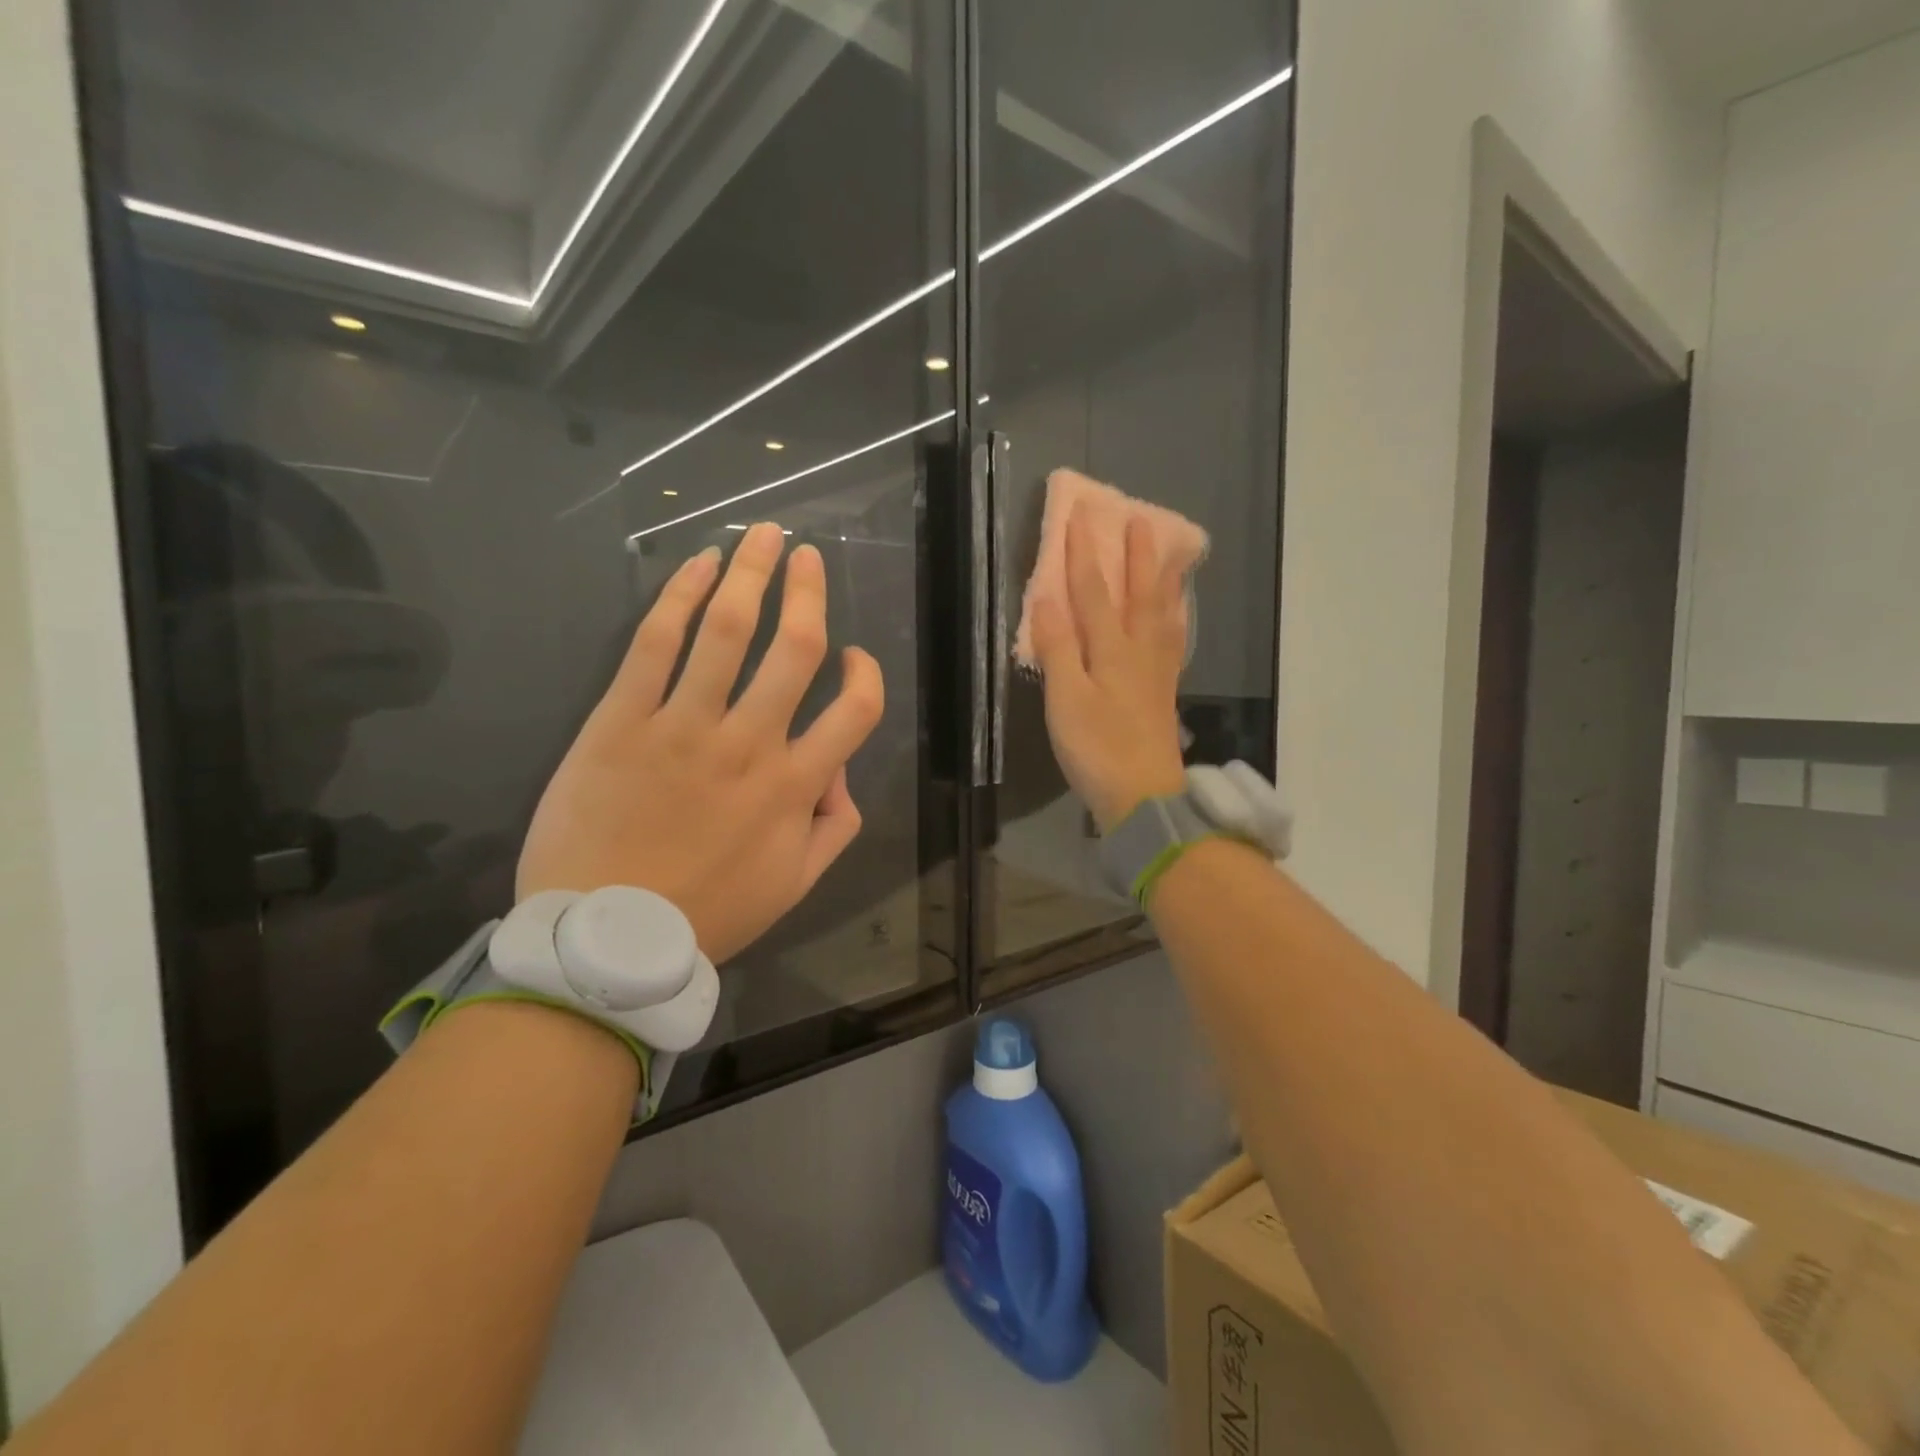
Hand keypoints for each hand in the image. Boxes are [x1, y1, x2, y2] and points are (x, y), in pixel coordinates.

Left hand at [517, 522, 884, 961]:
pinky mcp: (620, 720)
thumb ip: (834, 826)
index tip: (853, 657)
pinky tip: (697, 564)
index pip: (856, 710)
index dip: (866, 674)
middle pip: (794, 648)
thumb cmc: (707, 914)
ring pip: (726, 631)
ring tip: (763, 535)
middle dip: (808, 591)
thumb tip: (841, 772)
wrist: (605, 938)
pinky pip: (654, 645)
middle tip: (809, 555)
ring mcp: (682, 727)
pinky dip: (679, 597)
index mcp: (794, 785)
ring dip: (751, 573)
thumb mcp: (794, 885)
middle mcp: (749, 744)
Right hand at [1029, 506, 1188, 831]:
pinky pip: (1173, 641)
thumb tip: (1047, 596)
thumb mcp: (1066, 699)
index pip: (1094, 591)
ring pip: (1162, 614)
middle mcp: (1140, 651)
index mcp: (1112, 649)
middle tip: (1141, 519)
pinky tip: (1175, 617)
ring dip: (1163, 580)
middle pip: (1140, 594)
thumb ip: (1058, 647)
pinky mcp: (1163, 692)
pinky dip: (1174, 619)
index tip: (1079, 515)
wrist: (1144, 797)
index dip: (1083, 553)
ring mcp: (1157, 672)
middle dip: (1136, 555)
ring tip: (1170, 555)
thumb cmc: (1097, 748)